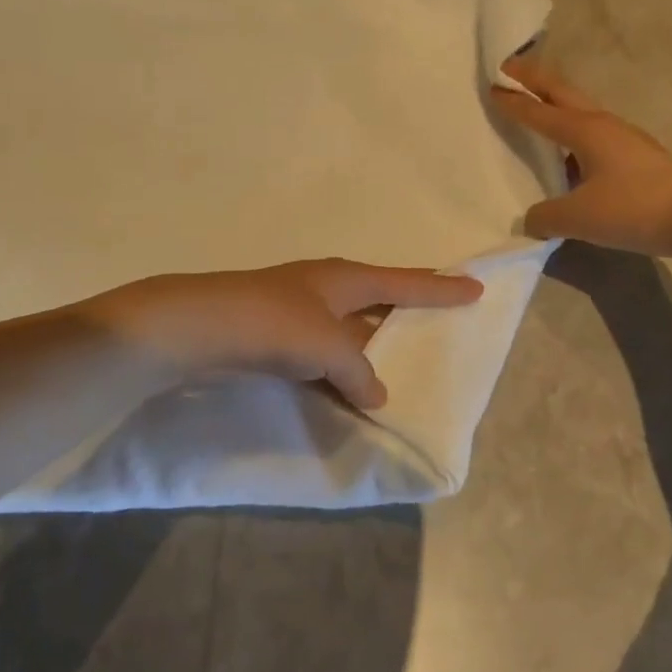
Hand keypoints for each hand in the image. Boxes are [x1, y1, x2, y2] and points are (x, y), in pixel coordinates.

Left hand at [74, 259, 482, 408]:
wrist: (196, 327)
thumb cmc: (272, 324)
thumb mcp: (328, 347)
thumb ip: (360, 372)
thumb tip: (375, 393)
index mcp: (346, 278)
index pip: (406, 282)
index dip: (441, 288)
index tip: (475, 288)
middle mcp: (326, 287)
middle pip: (380, 297)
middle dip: (408, 309)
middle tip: (440, 320)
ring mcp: (298, 309)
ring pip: (351, 327)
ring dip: (373, 344)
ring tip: (401, 362)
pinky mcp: (275, 333)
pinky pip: (325, 350)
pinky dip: (342, 366)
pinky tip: (349, 386)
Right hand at [492, 57, 671, 255]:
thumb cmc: (633, 207)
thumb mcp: (579, 217)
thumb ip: (546, 217)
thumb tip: (529, 220)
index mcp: (583, 130)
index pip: (539, 111)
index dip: (513, 100)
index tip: (492, 84)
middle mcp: (603, 125)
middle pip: (562, 92)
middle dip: (535, 79)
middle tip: (509, 68)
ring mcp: (624, 138)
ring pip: (581, 110)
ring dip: (557, 102)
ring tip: (538, 104)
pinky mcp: (638, 156)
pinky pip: (594, 133)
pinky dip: (573, 130)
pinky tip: (571, 153)